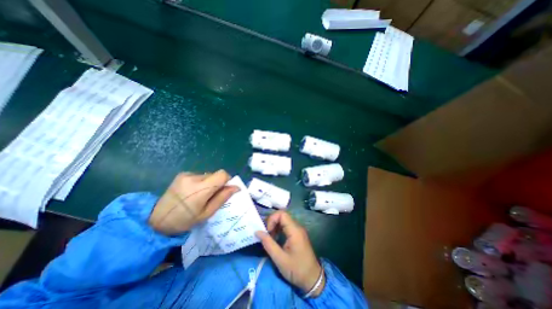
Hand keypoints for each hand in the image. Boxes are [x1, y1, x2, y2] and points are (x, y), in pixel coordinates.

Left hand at [149, 170, 239, 235]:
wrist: (157, 219)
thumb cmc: (184, 220)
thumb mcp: (206, 213)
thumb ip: (222, 198)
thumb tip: (236, 187)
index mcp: (200, 189)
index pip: (222, 174)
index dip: (227, 180)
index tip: (225, 189)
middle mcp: (194, 177)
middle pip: (215, 174)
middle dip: (218, 183)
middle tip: (211, 196)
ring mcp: (187, 174)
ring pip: (208, 175)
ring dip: (209, 183)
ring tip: (200, 195)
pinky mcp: (182, 174)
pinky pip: (200, 175)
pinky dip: (201, 182)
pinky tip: (193, 192)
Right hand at [256, 210, 323, 296]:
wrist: (313, 279)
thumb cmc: (297, 270)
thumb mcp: (280, 259)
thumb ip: (268, 244)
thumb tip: (257, 231)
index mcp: (294, 230)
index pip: (282, 214)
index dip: (272, 219)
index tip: (267, 231)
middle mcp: (297, 227)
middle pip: (282, 216)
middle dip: (272, 223)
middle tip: (266, 235)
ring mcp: (298, 230)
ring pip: (284, 220)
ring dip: (275, 226)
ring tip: (270, 238)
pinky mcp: (298, 234)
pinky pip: (286, 226)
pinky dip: (279, 230)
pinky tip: (275, 239)